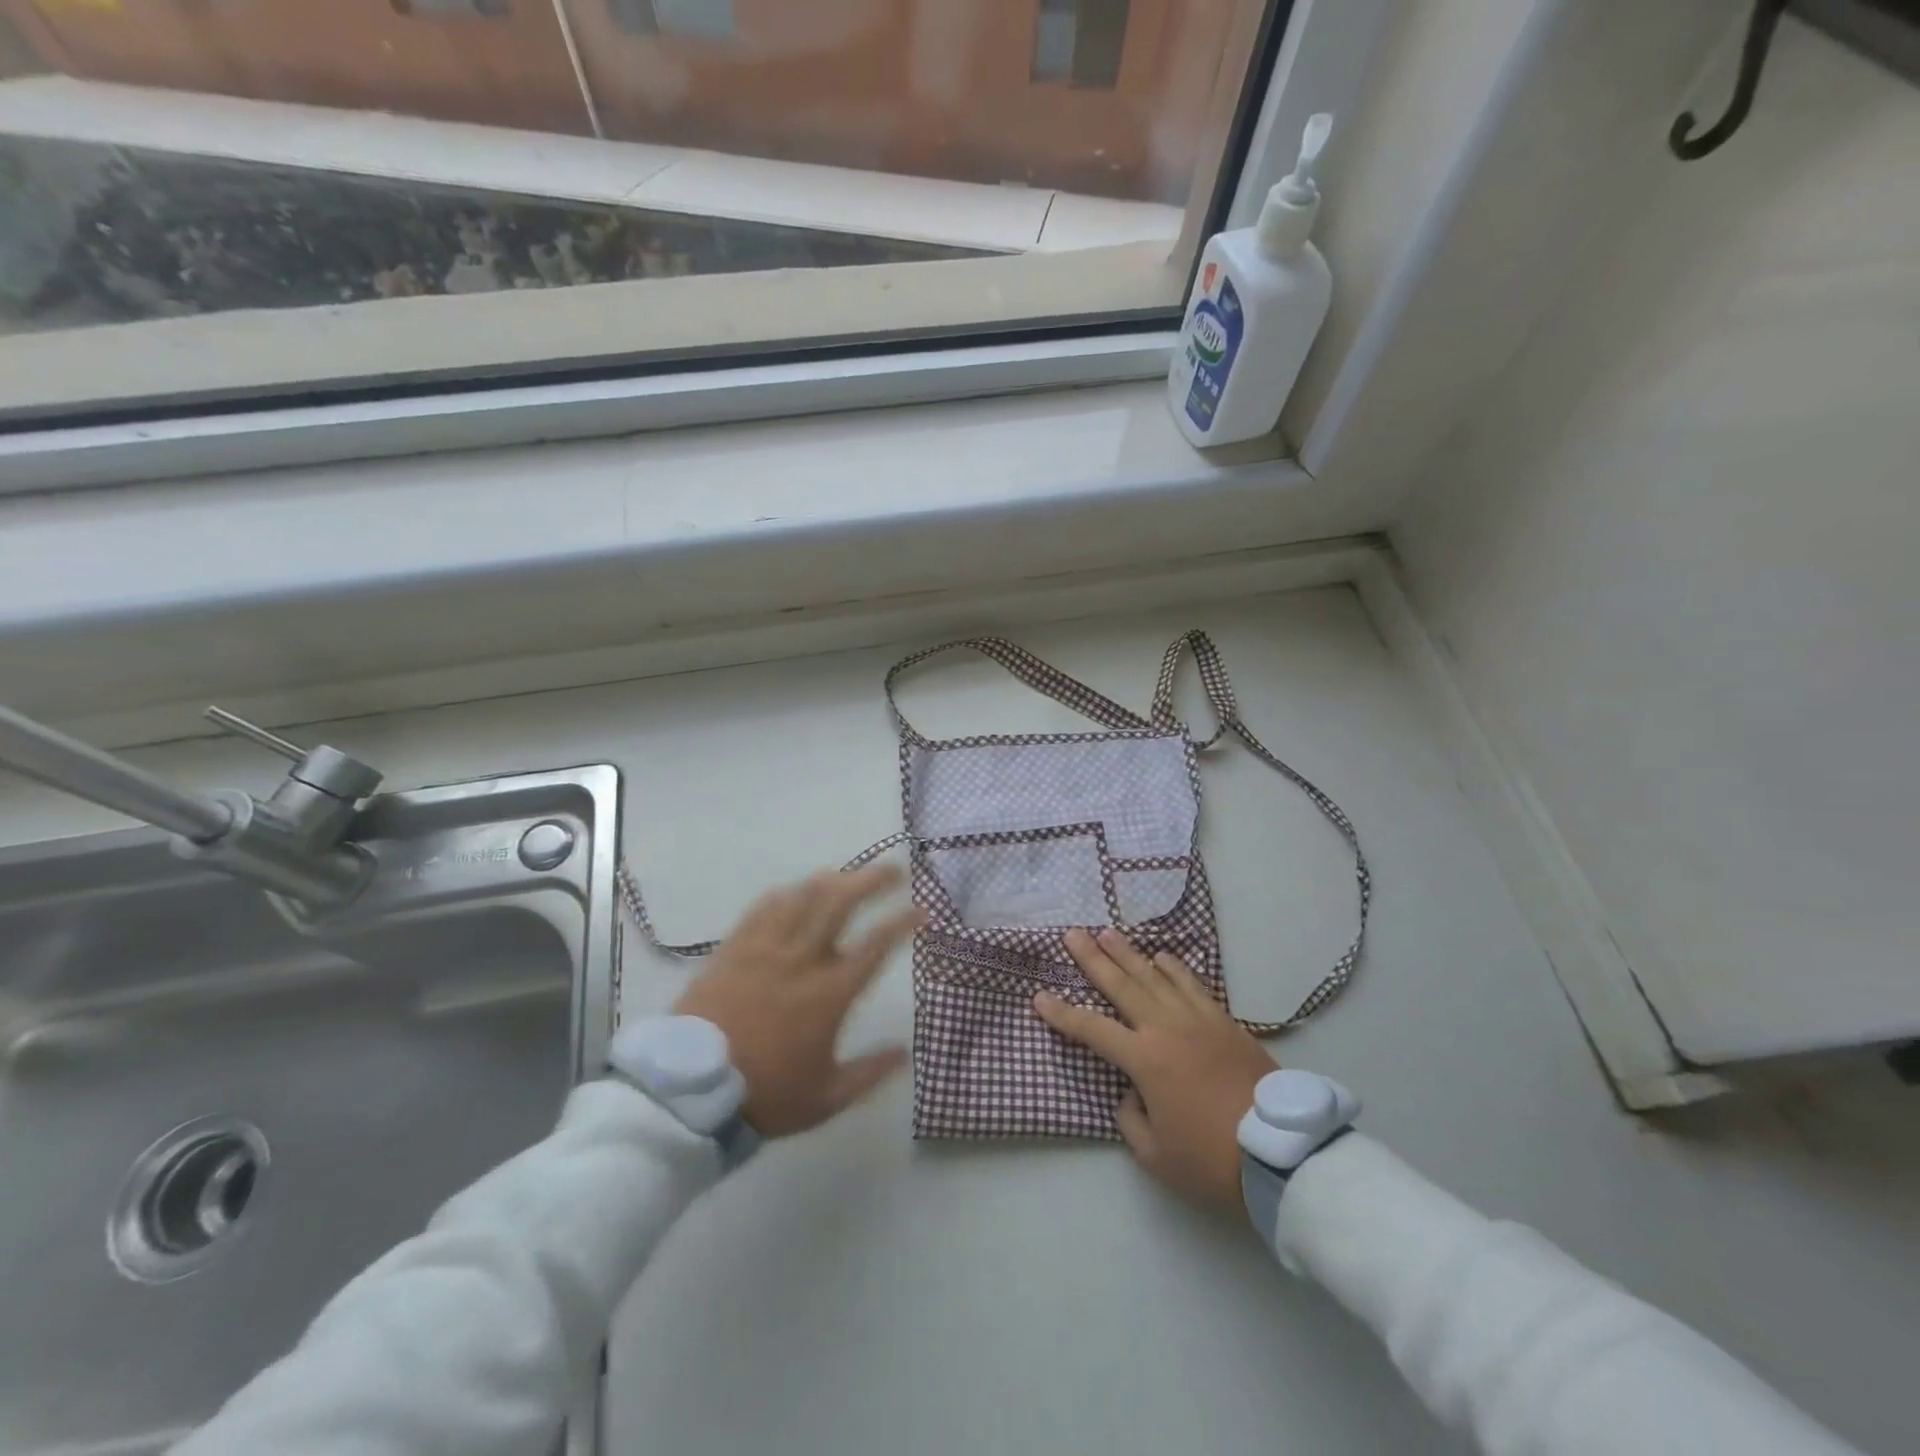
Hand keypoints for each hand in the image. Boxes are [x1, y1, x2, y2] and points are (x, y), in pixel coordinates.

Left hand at [675, 865, 921, 1137]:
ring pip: (803, 897)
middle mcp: (802, 960)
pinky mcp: (734, 948)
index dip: (902, 922)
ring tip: (848, 875)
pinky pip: (764, 908)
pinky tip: (795, 892)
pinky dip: (787, 894)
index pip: (876, 945)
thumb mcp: (826, 1098)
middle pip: (841, 903)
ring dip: (832, 880)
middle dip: (872, 880)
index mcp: (829, 993)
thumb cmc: (765, 1095)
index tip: (921, 910)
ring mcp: (765, 949)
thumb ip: (869, 1073)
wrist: (690, 1092)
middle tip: (892, 870)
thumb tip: (905, 1054)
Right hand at [1034, 928, 1275, 1208]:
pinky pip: (1193, 985)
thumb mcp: (1156, 1156)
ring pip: (1155, 976)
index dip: (1062, 1013)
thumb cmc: (1211, 1158)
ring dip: (1129, 953)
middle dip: (1092, 958)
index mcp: (1144, 1060)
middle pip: (1121, 985)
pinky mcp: (1224, 1021)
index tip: (1039, 996)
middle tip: (1073, 934)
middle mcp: (1165, 1028)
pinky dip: (1174, 968)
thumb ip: (1131, 1119)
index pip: (1091, 1029)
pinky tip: (1162, 957)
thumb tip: (1131, 1091)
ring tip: (1108, 933)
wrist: (1281, 1151)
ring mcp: (1197, 1019)